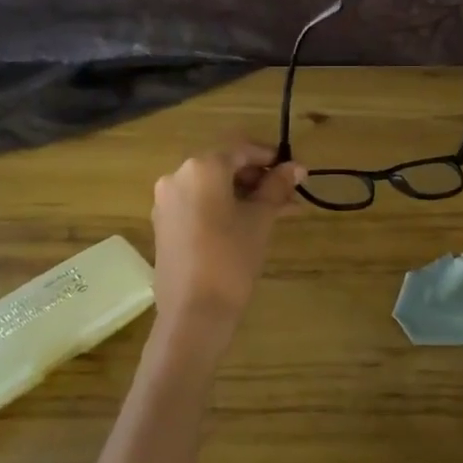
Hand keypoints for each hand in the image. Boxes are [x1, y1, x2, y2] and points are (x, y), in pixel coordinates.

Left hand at [150, 141, 304, 329]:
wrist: (193, 313)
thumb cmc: (231, 258)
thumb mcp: (260, 219)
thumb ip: (277, 187)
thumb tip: (297, 167)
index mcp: (201, 167)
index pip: (242, 150)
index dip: (271, 158)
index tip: (295, 172)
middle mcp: (177, 176)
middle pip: (225, 166)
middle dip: (259, 178)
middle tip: (289, 195)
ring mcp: (167, 201)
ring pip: (213, 187)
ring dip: (245, 195)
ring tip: (278, 212)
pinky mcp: (165, 224)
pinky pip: (200, 204)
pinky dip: (224, 208)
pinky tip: (250, 224)